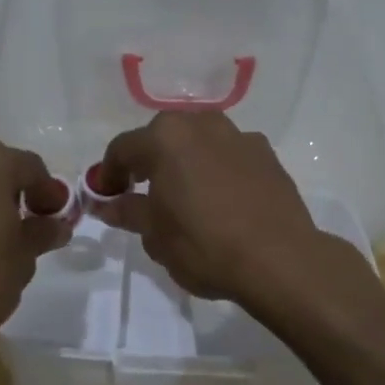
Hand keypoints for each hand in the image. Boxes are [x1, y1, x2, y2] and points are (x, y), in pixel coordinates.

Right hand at [93, 112, 333, 302]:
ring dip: (185, 162)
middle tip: (143, 194)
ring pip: (199, 142)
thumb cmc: (204, 245)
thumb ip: (127, 211)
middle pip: (162, 137)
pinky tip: (222, 200)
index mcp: (165, 138)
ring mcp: (238, 136)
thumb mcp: (155, 235)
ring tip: (186, 196)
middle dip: (148, 162)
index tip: (105, 197)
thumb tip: (106, 203)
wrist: (279, 259)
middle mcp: (201, 124)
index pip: (122, 149)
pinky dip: (217, 169)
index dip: (108, 174)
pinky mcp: (267, 154)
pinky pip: (229, 155)